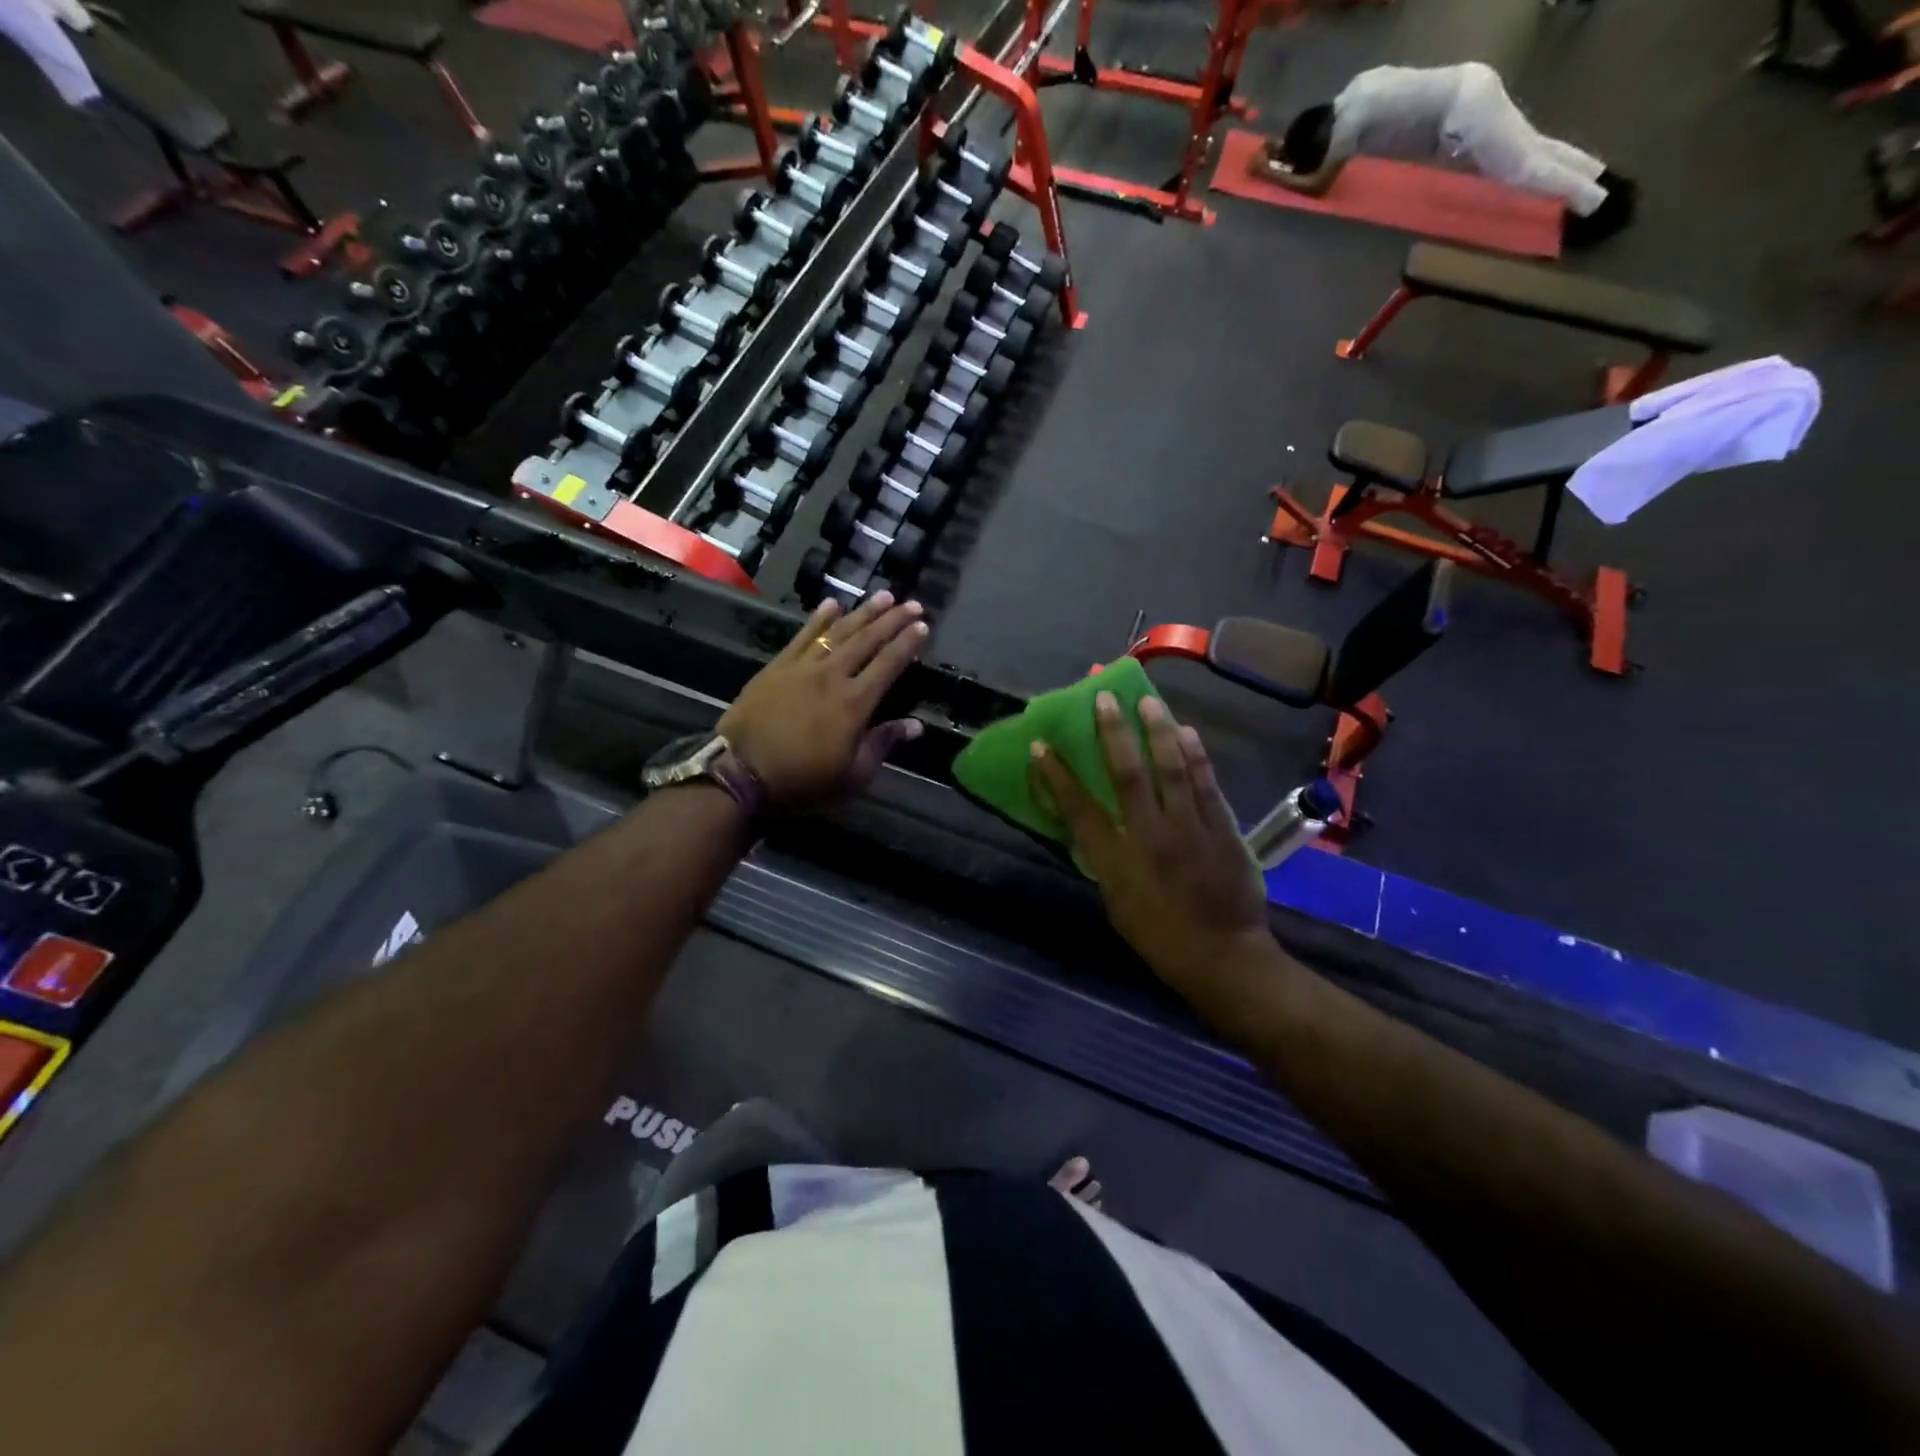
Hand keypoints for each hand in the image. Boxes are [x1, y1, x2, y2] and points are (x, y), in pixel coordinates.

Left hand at [718, 593, 928, 811]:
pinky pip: (803, 635)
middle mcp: (833, 676)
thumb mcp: (852, 776)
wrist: (740, 773)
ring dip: (862, 612)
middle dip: (892, 620)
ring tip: (883, 595)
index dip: (908, 644)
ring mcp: (803, 667)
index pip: (889, 664)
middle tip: (911, 603)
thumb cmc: (802, 780)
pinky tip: (832, 604)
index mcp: (855, 703)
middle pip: (867, 640)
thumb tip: (915, 725)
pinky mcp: (778, 666)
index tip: (923, 626)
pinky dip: (819, 618)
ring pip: (838, 631)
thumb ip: (883, 744)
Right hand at [1029, 692, 1269, 993]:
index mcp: (1117, 863)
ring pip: (1171, 770)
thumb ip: (1106, 860)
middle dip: (1112, 734)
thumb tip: (1095, 826)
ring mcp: (1190, 830)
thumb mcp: (1117, 904)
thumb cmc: (1160, 938)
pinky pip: (1206, 784)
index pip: (1079, 811)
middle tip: (1103, 699)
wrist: (1225, 959)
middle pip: (1128, 776)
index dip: (1058, 777)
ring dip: (1157, 732)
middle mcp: (1151, 837)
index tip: (1041, 747)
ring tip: (1148, 702)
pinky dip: (1195, 756)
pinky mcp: (1223, 829)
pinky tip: (1187, 732)